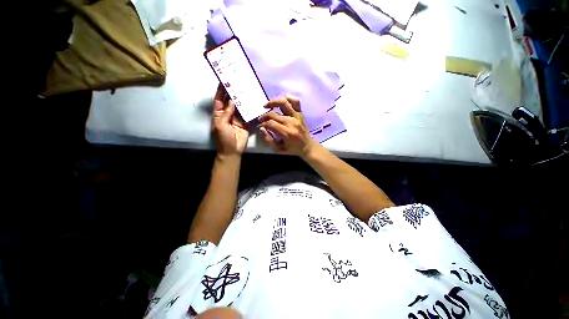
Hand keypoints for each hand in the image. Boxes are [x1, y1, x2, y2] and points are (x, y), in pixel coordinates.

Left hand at [212, 84, 248, 156]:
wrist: (233, 151)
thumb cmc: (223, 138)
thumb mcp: (220, 124)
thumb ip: (226, 112)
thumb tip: (232, 100)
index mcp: (219, 114)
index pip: (219, 99)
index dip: (221, 90)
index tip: (224, 80)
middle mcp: (228, 114)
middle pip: (230, 101)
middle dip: (233, 93)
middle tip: (238, 82)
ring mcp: (237, 119)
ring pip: (240, 107)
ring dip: (243, 100)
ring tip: (247, 90)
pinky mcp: (245, 123)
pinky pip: (248, 115)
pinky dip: (250, 110)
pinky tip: (254, 103)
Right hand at [258, 96, 316, 156]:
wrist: (307, 147)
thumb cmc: (292, 149)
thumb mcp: (278, 149)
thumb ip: (268, 140)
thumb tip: (261, 129)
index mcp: (287, 133)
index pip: (270, 123)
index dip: (262, 124)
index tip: (260, 126)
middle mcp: (292, 122)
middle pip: (274, 114)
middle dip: (264, 116)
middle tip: (261, 119)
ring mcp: (297, 116)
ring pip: (284, 103)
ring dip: (273, 102)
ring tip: (266, 105)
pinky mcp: (300, 113)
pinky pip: (295, 101)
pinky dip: (288, 98)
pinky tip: (281, 101)